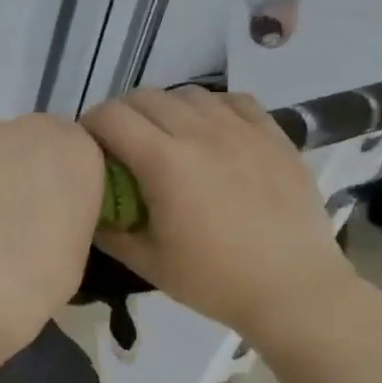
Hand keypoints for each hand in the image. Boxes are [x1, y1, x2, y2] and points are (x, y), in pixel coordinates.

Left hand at [0, 114, 104, 352]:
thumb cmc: (38, 278)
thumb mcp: (76, 245)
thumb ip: (65, 211)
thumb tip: (43, 214)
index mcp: (79, 150)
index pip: (69, 151)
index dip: (51, 179)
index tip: (41, 208)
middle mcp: (33, 127)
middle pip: (24, 142)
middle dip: (14, 170)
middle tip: (1, 214)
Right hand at [81, 87, 359, 343]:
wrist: (294, 289)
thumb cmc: (213, 280)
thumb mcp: (146, 262)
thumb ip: (108, 229)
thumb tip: (89, 206)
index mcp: (164, 163)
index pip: (110, 117)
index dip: (89, 126)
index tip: (87, 149)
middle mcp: (201, 133)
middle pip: (144, 96)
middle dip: (122, 116)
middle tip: (121, 147)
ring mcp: (242, 130)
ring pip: (188, 93)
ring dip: (165, 110)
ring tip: (165, 140)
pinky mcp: (273, 135)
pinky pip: (232, 101)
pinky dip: (210, 109)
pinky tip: (210, 135)